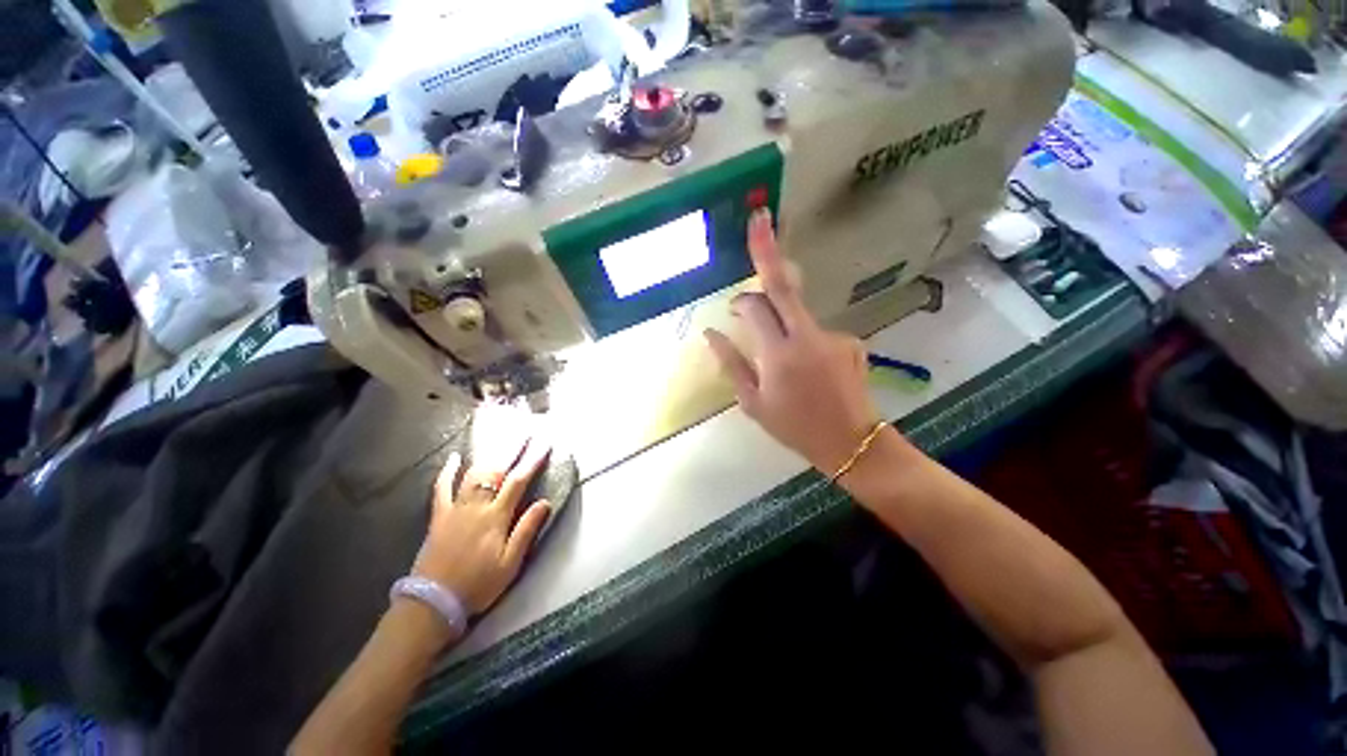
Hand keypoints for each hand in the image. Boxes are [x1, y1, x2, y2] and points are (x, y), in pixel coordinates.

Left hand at [411, 435, 552, 617]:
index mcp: (495, 517)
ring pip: (473, 475)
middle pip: (496, 471)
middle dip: (512, 449)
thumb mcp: (510, 563)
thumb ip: (526, 530)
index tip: (544, 444)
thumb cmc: (478, 585)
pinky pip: (442, 488)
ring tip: (499, 439)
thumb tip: (544, 502)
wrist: (433, 602)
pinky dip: (447, 471)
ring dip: (488, 455)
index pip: (518, 482)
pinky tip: (453, 458)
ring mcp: (455, 509)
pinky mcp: (439, 516)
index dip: (532, 461)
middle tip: (524, 432)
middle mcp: (476, 507)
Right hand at [704, 209, 881, 473]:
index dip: (741, 300)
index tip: (732, 307)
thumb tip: (710, 333)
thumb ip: (731, 363)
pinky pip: (815, 331)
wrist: (851, 443)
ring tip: (784, 363)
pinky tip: (808, 371)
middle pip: (784, 284)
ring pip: (797, 313)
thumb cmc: (794, 427)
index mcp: (779, 354)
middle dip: (768, 248)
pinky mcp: (849, 340)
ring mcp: (833, 335)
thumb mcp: (753, 402)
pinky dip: (803, 342)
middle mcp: (808, 335)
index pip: (755, 308)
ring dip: (782, 323)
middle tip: (759, 216)